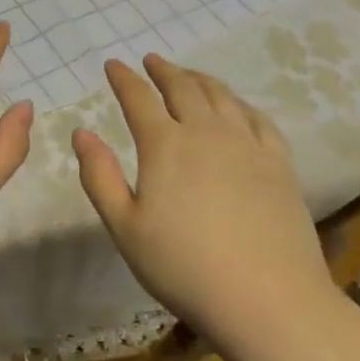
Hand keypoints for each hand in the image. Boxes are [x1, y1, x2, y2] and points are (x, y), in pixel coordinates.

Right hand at [73, 54, 339, 349]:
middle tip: (152, 60)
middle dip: (163, 70)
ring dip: (199, 79)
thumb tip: (81, 133)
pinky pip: (257, 118)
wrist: (268, 300)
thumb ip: (99, 176)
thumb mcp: (126, 228)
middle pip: (182, 87)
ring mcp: (247, 143)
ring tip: (189, 75)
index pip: (138, 98)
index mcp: (164, 144)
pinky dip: (239, 103)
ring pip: (220, 96)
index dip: (123, 78)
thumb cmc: (185, 268)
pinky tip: (237, 107)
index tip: (113, 65)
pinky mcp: (278, 162)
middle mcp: (205, 131)